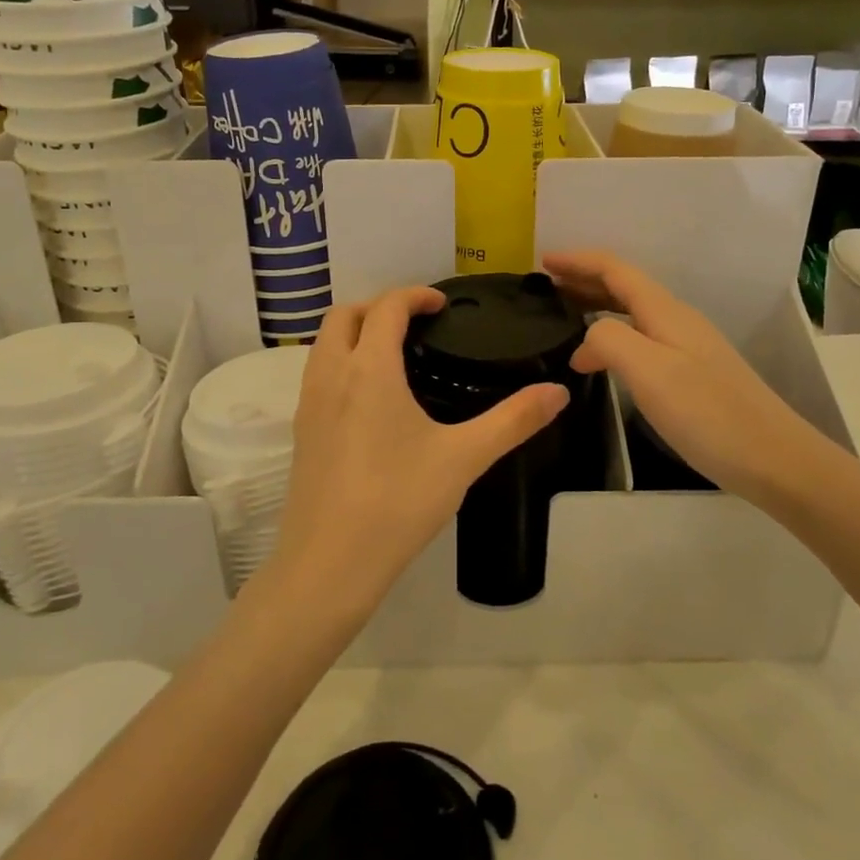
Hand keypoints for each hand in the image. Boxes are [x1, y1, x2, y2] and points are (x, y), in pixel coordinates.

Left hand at [270, 286, 568, 615]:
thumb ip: (513, 420)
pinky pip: (317, 374)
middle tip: (416, 324)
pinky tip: (370, 400)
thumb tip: (558, 391)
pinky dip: (341, 362)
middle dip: (378, 306)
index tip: (442, 304)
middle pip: (343, 315)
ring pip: (324, 344)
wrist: (330, 564)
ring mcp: (307, 404)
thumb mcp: (464, 458)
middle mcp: (330, 375)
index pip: (386, 307)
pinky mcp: (300, 432)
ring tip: (395, 355)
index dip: (414, 295)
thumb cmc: (398, 502)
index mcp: (368, 369)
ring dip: (354, 332)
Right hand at [543, 250, 819, 504]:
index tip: (542, 262)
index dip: (578, 261)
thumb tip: (585, 342)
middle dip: (584, 280)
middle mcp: (677, 321)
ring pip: (633, 313)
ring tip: (565, 317)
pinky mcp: (692, 373)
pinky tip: (603, 359)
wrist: (774, 459)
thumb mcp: (649, 372)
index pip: (615, 270)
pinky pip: (642, 337)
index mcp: (665, 312)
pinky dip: (613, 335)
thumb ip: (609, 341)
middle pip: (625, 286)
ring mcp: (688, 347)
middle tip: (546, 289)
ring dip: (597, 306)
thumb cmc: (708, 413)